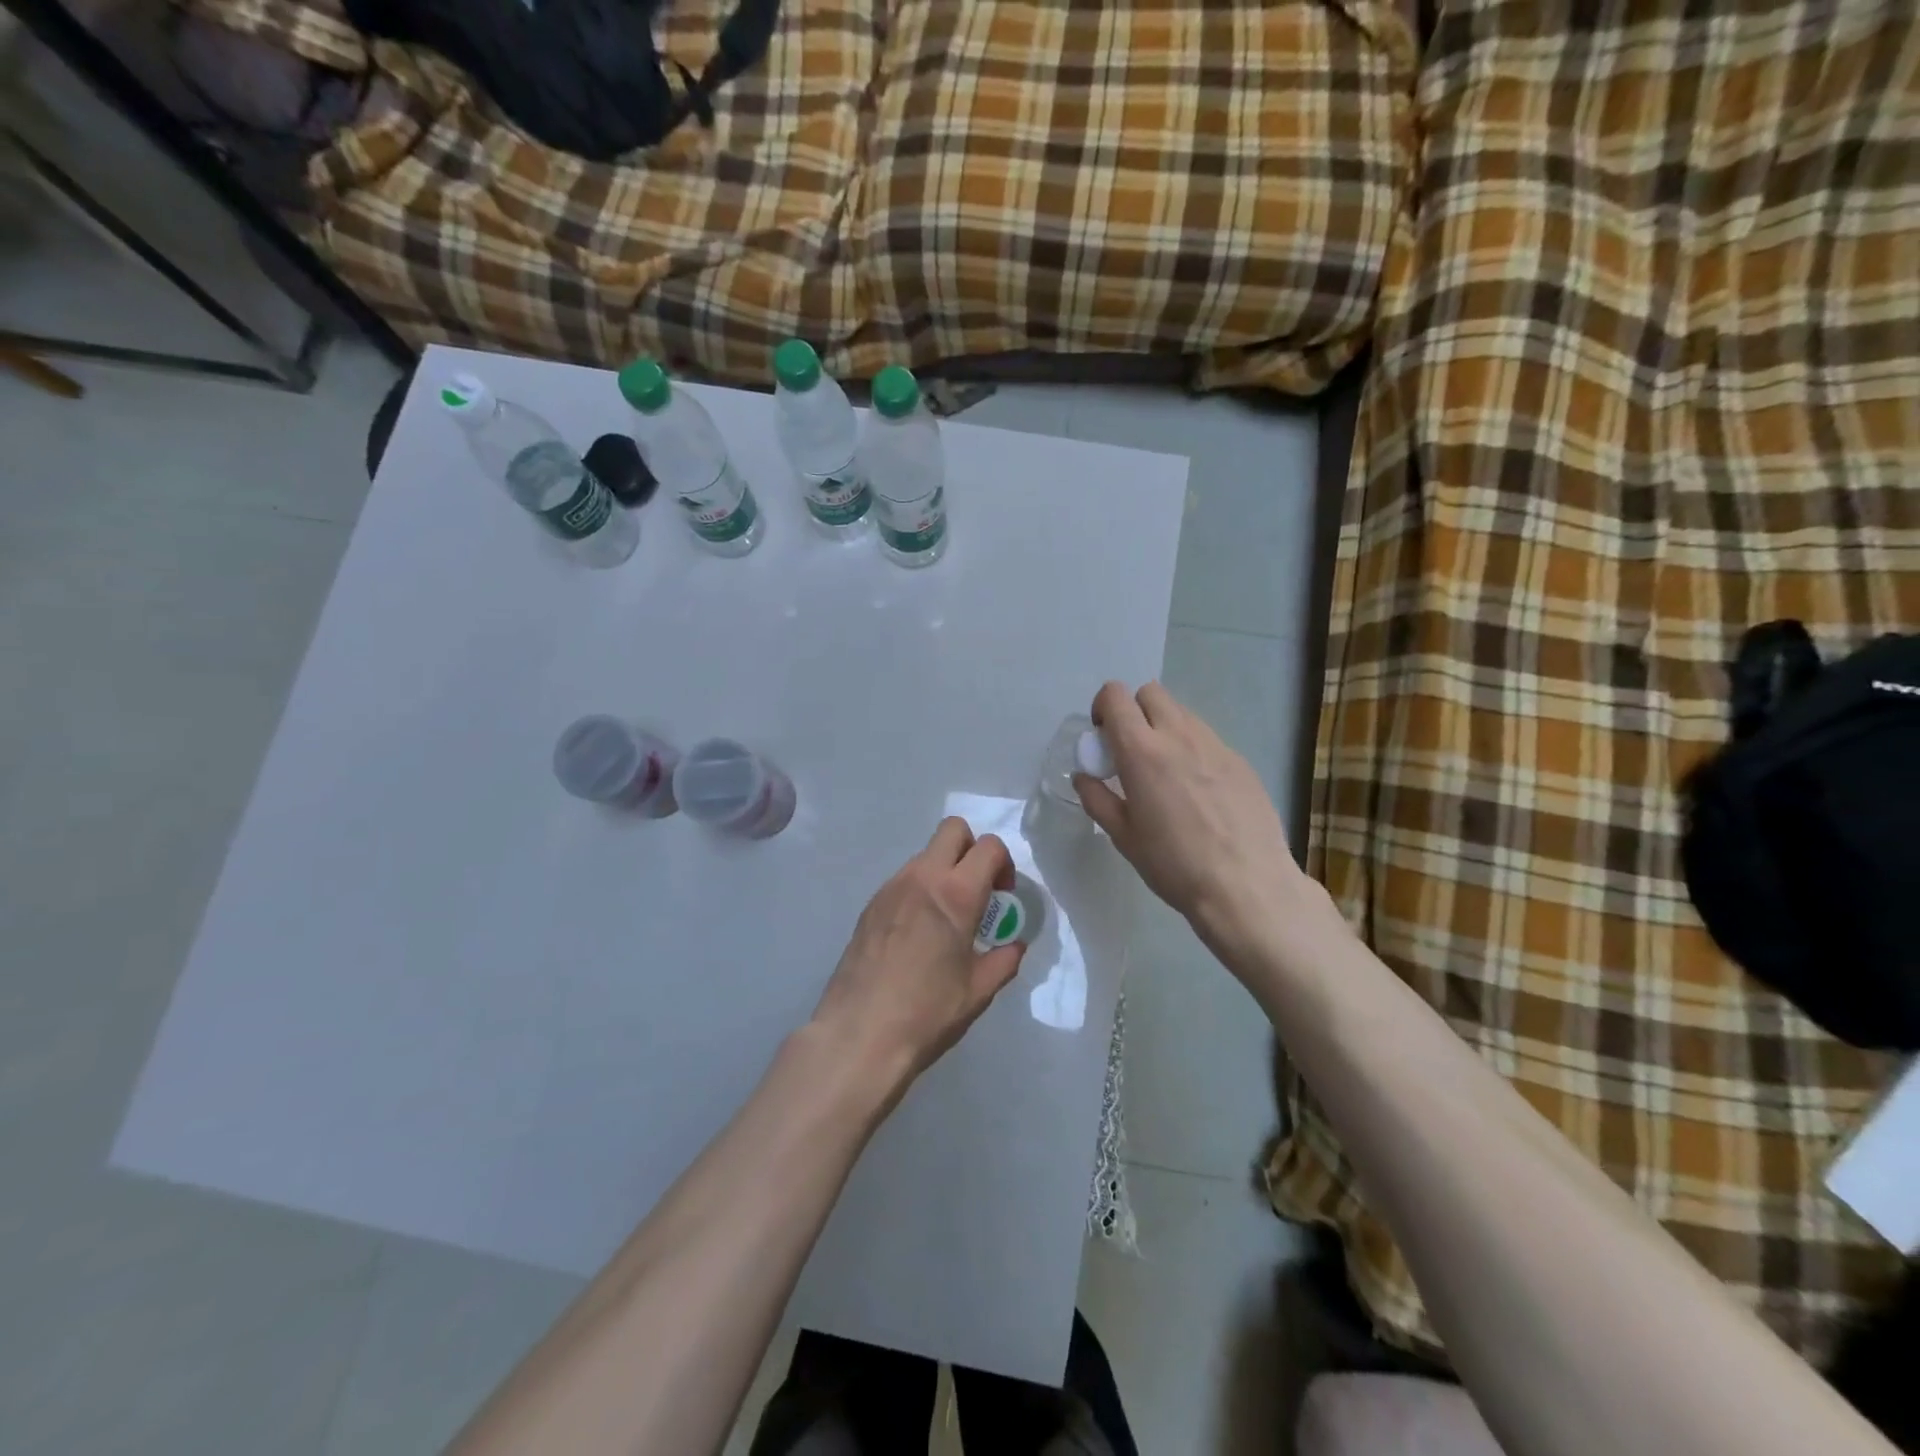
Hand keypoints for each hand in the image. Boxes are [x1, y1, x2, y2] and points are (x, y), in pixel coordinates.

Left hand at [810, 818, 1025, 1101]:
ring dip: (944, 870)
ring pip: (925, 854)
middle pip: (953, 829)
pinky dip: (920, 889)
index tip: (1003, 894)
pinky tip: (918, 932)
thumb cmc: (927, 1013)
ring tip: (946, 917)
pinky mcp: (870, 904)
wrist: (859, 1034)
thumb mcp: (978, 991)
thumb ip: (1004, 960)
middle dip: (972, 848)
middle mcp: (922, 878)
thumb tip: (1014, 944)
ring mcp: (891, 888)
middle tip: (977, 889)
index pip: (989, 846)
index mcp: (956, 894)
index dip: (1004, 863)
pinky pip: (903, 879)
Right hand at [1075, 681, 1310, 952]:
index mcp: (1142, 751)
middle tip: (1131, 751)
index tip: (1103, 739)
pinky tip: (1198, 792)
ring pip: (1181, 713)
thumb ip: (1097, 799)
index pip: (1115, 696)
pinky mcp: (1240, 760)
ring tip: (1165, 774)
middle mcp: (1179, 735)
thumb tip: (1083, 777)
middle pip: (1151, 693)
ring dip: (1164, 729)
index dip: (1103, 709)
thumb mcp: (1123, 836)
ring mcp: (1215, 745)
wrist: (1246, 886)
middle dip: (1134, 712)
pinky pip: (1207, 739)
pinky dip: (1192, 750)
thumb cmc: (1174, 864)